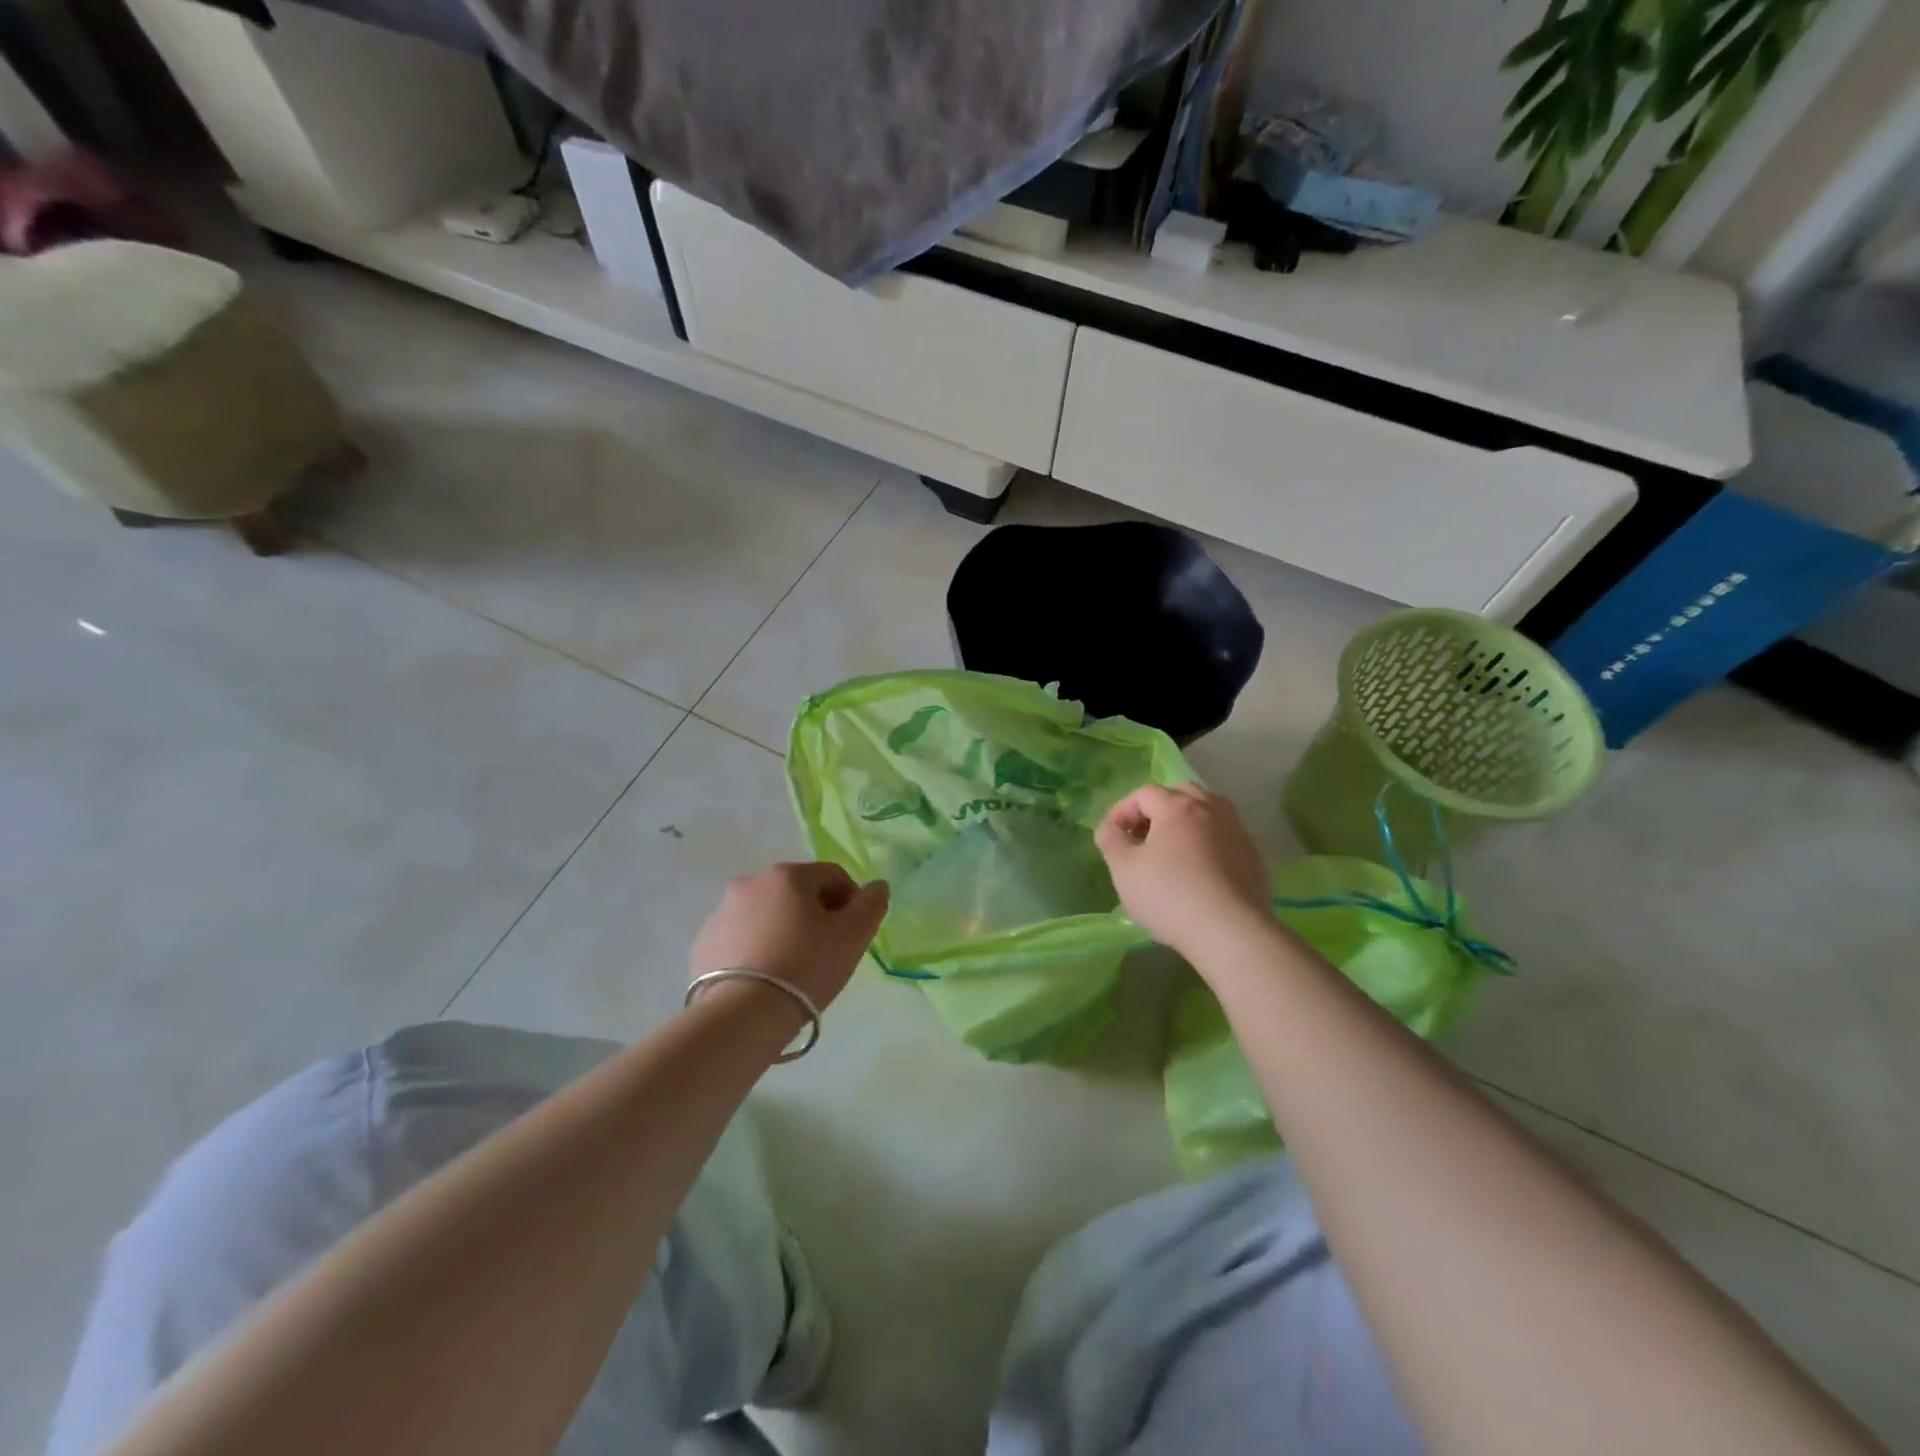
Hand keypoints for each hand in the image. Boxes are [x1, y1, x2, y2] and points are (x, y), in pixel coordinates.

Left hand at [689, 862, 889, 1013]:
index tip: (853, 934)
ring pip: (766, 914)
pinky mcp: (703, 943)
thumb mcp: (853, 936)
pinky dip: (755, 948)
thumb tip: (876, 886)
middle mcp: (750, 882)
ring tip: (792, 968)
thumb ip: (872, 903)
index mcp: (787, 875)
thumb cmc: (805, 968)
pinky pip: (740, 937)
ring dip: (783, 929)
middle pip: (797, 892)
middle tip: (825, 951)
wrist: (742, 1016)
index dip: (850, 901)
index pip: (832, 876)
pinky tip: (764, 977)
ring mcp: (721, 913)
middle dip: (815, 914)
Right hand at [1095, 783, 1271, 962]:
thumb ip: (1110, 840)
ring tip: (1171, 851)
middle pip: (1181, 793)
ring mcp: (1237, 832)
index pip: (1144, 793)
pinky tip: (1198, 872)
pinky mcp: (1253, 857)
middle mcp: (1211, 809)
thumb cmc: (1169, 895)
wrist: (1231, 932)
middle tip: (1143, 837)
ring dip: (1185, 823)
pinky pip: (1224, 837)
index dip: (1122, 810)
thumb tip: (1110, 827)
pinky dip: (1207, 843)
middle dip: (1157, 809)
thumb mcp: (1124, 869)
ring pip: (1208, 812)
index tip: (1112, 837)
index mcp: (1178, 806)